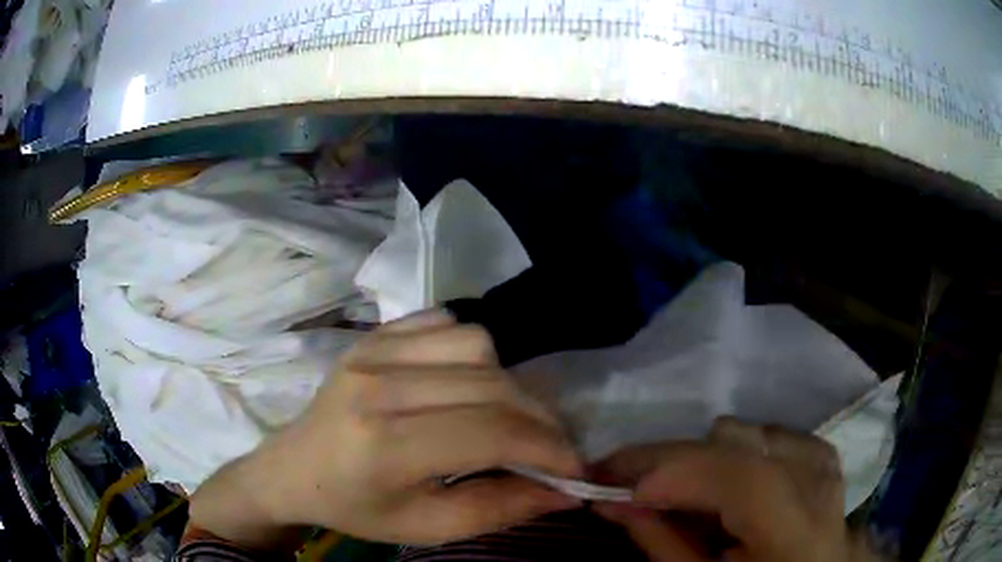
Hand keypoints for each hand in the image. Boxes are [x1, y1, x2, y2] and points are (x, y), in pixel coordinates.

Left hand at [189, 310, 582, 547]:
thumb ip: (501, 509)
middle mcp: (380, 385)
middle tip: (548, 449)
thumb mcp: (427, 527)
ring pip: (478, 345)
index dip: (548, 450)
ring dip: (507, 383)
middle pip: (493, 386)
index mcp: (385, 445)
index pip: (493, 433)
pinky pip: (447, 322)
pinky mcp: (375, 335)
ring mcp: (374, 350)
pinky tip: (465, 383)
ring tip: (501, 416)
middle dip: (540, 421)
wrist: (296, 468)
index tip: (573, 469)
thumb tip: (567, 491)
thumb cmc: (357, 507)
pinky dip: (473, 352)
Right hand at [591, 418, 875, 561]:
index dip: (679, 474)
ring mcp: (830, 474)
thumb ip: (662, 544)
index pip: (745, 481)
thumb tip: (613, 501)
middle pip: (747, 447)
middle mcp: (821, 493)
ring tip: (674, 484)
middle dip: (676, 459)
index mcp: (795, 537)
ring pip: (762, 435)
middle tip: (622, 475)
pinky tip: (727, 473)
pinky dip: (744, 449)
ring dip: (709, 455)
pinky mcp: (827, 466)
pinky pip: (781, 438)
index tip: (616, 483)